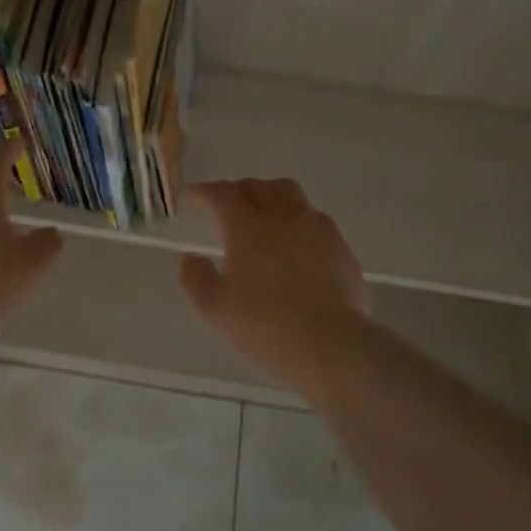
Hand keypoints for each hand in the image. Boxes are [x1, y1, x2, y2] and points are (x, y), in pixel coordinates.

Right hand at [179, 179, 368, 384]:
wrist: (331, 343)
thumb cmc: (266, 326)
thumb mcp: (215, 309)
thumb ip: (196, 279)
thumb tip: (191, 258)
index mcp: (246, 227)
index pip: (222, 194)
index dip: (204, 192)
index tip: (194, 197)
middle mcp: (281, 216)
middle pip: (255, 187)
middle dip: (234, 190)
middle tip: (224, 205)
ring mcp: (315, 227)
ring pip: (288, 192)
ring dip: (268, 194)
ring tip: (261, 210)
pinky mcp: (339, 244)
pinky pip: (313, 215)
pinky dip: (296, 215)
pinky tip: (295, 237)